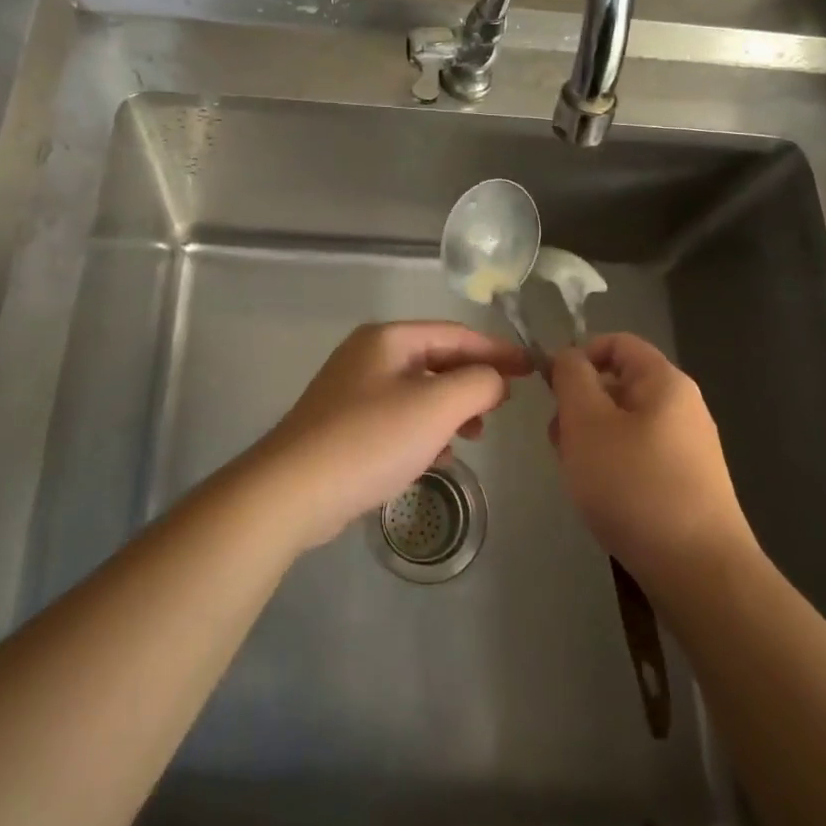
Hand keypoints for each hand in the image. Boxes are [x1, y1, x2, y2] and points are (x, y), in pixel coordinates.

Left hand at [253, 322, 530, 549]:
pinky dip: (424, 430)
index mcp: (389, 339)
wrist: (294, 490)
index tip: (532, 369)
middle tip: (503, 407)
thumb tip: (495, 379)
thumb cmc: (371, 439)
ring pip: (418, 392)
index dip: (497, 351)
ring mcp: (352, 391)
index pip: (456, 334)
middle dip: (472, 383)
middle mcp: (368, 356)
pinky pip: (398, 418)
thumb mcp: (437, 406)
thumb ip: (478, 384)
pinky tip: (437, 456)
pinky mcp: (345, 426)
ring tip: (474, 436)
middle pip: (436, 360)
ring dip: (450, 410)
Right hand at [549, 332, 755, 596]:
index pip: (616, 343)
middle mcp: (682, 407)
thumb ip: (571, 377)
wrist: (699, 572)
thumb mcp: (586, 421)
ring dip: (590, 441)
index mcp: (665, 381)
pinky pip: (638, 456)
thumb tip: (568, 356)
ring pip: (623, 424)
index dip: (579, 357)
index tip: (551, 391)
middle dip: (580, 407)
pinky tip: (601, 498)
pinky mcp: (686, 484)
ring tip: (577, 476)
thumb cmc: (634, 484)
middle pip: (618, 385)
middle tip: (560, 442)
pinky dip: (612, 467)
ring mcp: (688, 448)